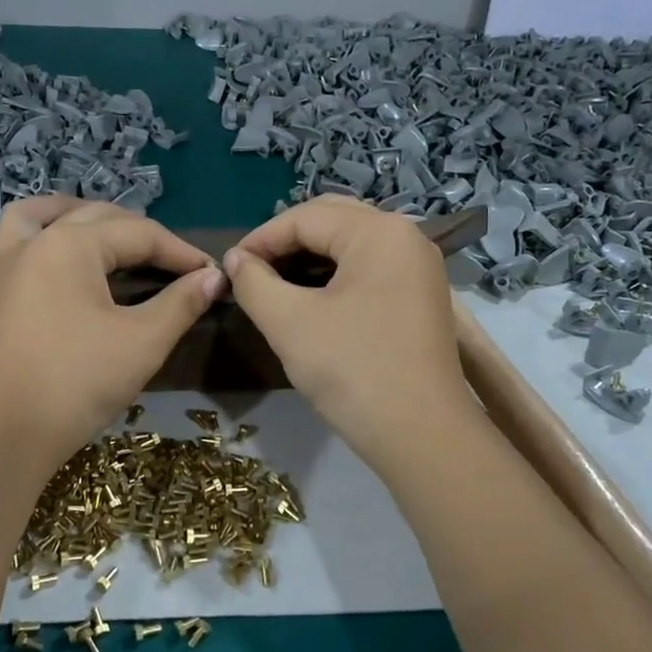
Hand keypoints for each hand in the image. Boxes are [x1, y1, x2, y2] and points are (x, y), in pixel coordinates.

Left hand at [0, 198, 226, 467]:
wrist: (5, 434)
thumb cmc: (78, 381)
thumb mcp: (143, 341)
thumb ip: (182, 303)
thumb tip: (214, 277)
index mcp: (71, 244)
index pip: (140, 234)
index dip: (181, 252)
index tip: (212, 274)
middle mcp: (32, 244)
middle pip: (93, 218)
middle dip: (138, 233)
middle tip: (172, 263)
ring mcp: (2, 272)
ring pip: (29, 219)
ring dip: (65, 215)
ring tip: (95, 229)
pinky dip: (11, 252)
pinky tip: (29, 263)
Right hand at [223, 196, 470, 466]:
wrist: (421, 434)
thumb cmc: (353, 370)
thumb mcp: (289, 323)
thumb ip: (253, 282)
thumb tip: (235, 259)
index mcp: (379, 232)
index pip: (305, 217)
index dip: (260, 239)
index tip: (229, 268)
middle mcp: (406, 236)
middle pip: (332, 220)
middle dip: (286, 241)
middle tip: (251, 271)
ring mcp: (419, 266)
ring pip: (351, 244)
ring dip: (310, 258)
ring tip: (275, 285)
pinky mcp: (421, 295)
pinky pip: (369, 267)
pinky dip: (336, 275)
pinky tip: (312, 299)